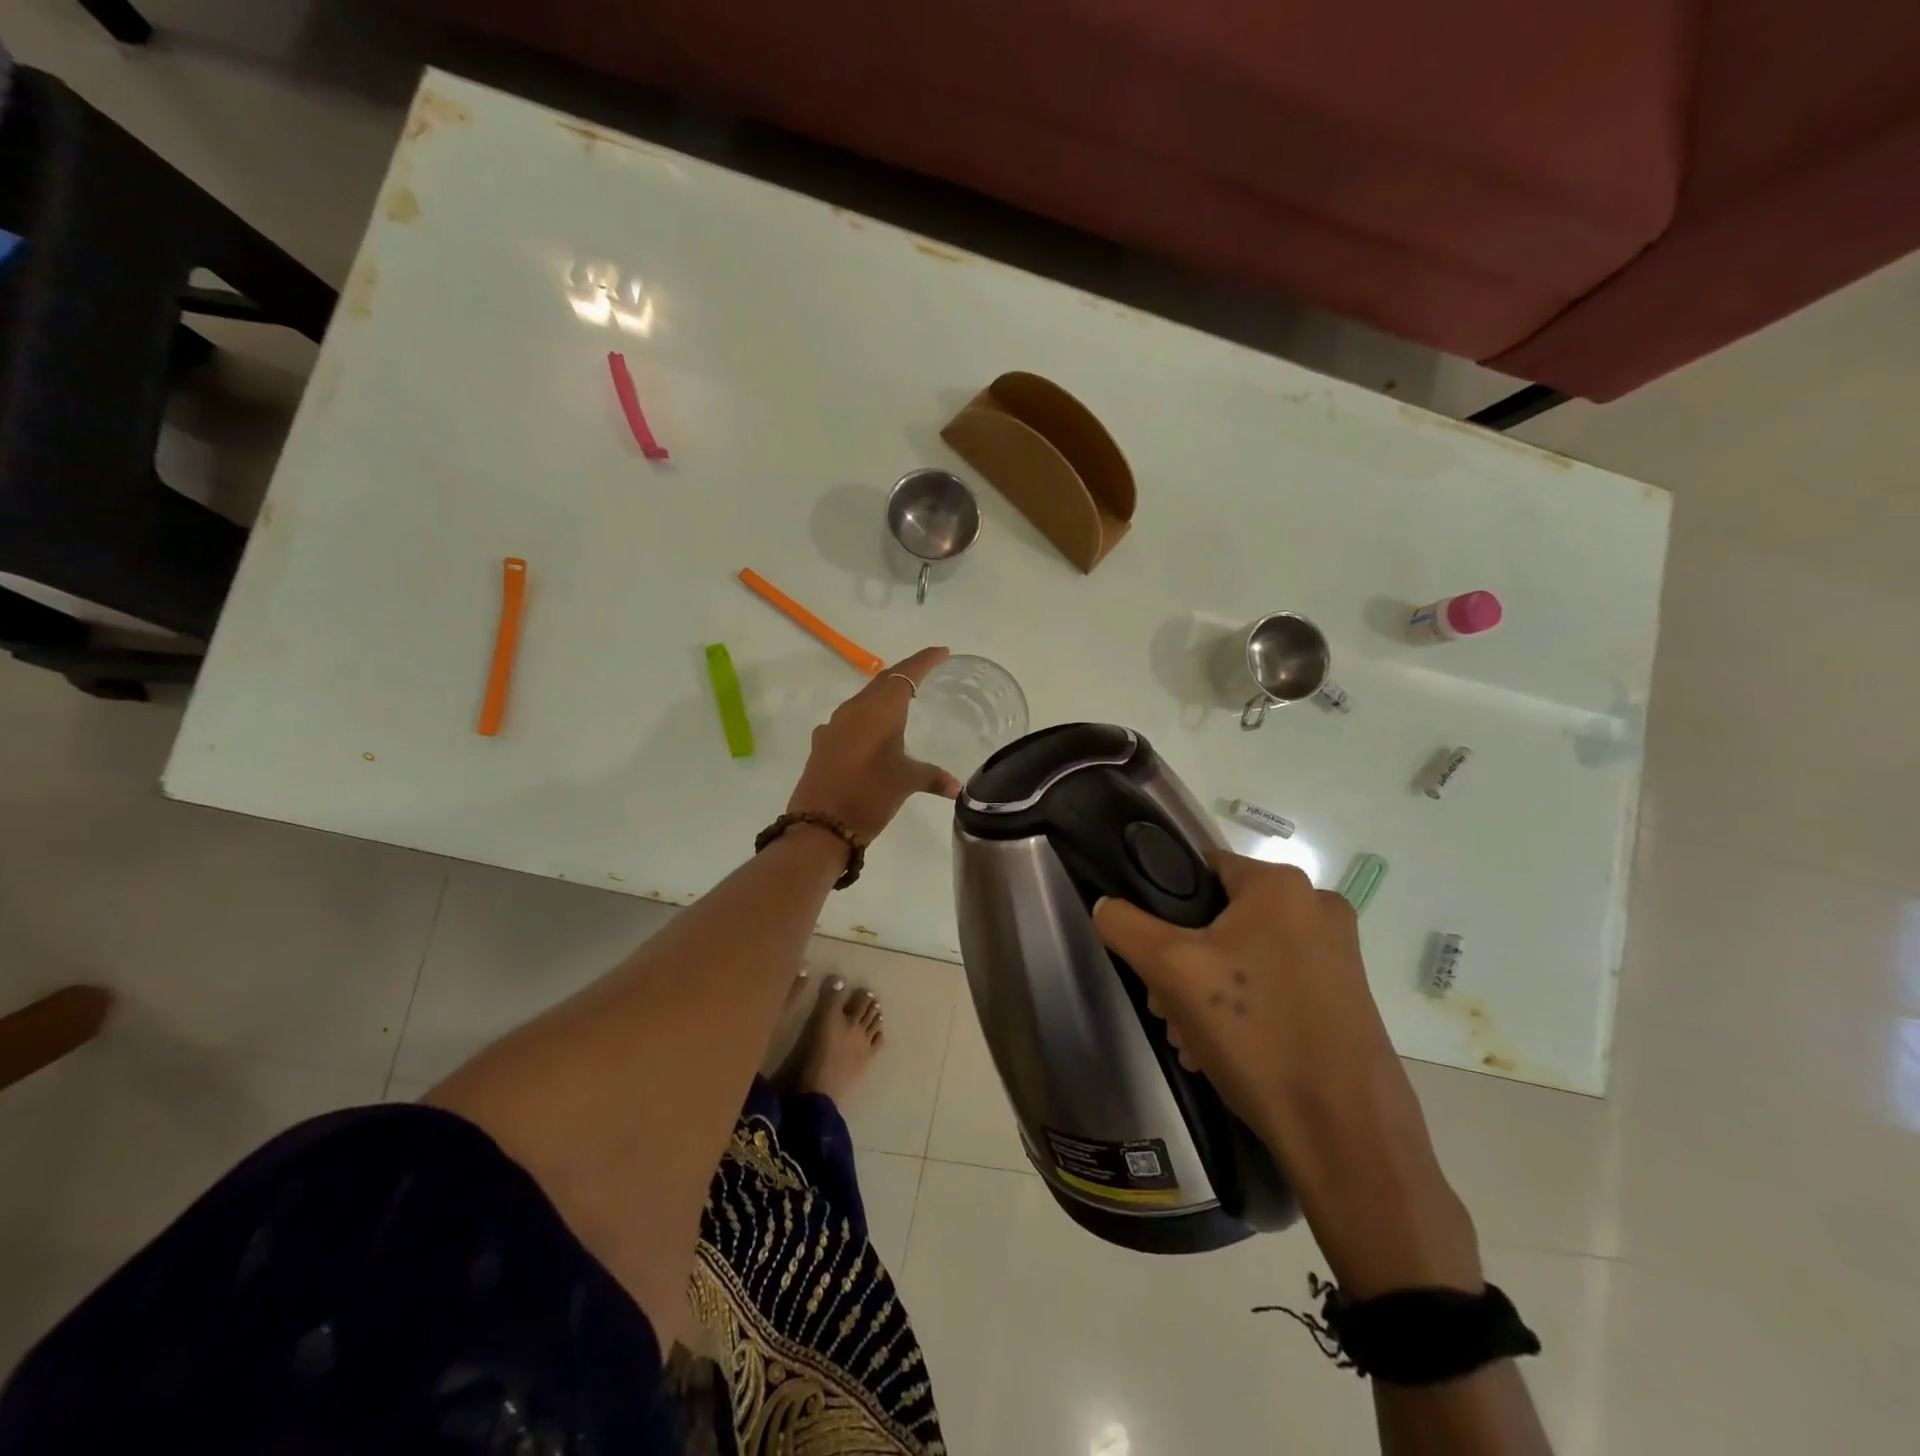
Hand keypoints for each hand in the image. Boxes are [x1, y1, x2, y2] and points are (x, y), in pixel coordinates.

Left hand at [787, 647, 962, 841]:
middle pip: (883, 682)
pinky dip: (866, 719)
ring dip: (883, 696)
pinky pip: (850, 720)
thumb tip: (957, 787)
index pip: (906, 674)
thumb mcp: (906, 782)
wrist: (819, 826)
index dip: (925, 661)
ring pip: (864, 700)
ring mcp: (834, 726)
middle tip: (927, 673)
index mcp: (879, 709)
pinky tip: (873, 735)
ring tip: (903, 702)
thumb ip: (933, 777)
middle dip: (906, 675)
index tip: (942, 652)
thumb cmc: (870, 795)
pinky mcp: (823, 744)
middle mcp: (854, 709)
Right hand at [1093, 852, 1393, 1129]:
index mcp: (1281, 885)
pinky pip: (1274, 983)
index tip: (1148, 953)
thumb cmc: (1256, 1034)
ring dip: (1206, 990)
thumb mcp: (1172, 970)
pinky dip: (1243, 1008)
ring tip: (1188, 1037)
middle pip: (1219, 917)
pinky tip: (1219, 1051)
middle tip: (1164, 1006)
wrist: (1346, 1134)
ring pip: (1244, 954)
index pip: (1199, 868)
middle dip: (1182, 961)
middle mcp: (1317, 906)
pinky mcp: (1345, 995)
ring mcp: (1338, 953)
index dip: (1164, 904)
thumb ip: (1126, 925)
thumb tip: (1107, 905)